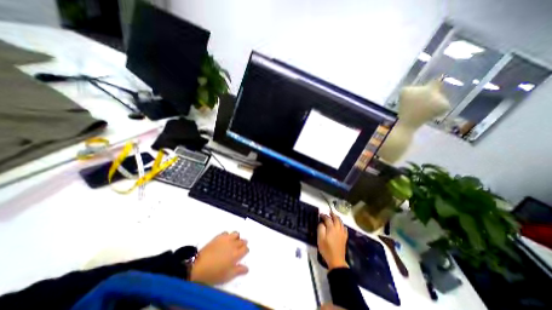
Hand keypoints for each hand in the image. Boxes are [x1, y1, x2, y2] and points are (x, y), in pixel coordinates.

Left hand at [191, 231, 250, 283]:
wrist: (198, 266)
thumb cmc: (214, 274)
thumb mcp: (227, 276)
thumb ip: (238, 271)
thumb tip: (247, 268)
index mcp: (236, 254)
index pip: (246, 249)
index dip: (245, 251)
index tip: (243, 254)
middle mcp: (233, 244)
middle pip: (242, 240)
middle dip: (242, 244)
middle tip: (239, 249)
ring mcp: (226, 239)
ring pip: (236, 234)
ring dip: (237, 237)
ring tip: (233, 242)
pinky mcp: (219, 236)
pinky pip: (226, 232)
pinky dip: (228, 235)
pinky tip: (225, 240)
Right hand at [317, 212, 345, 269]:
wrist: (336, 260)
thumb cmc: (326, 249)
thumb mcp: (320, 238)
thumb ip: (320, 228)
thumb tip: (322, 223)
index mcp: (331, 228)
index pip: (327, 219)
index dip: (324, 215)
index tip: (320, 214)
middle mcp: (338, 229)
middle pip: (336, 219)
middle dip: (332, 214)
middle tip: (329, 212)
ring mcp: (342, 233)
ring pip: (341, 222)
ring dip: (337, 218)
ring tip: (334, 216)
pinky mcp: (345, 238)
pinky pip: (344, 228)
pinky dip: (342, 225)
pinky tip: (341, 225)